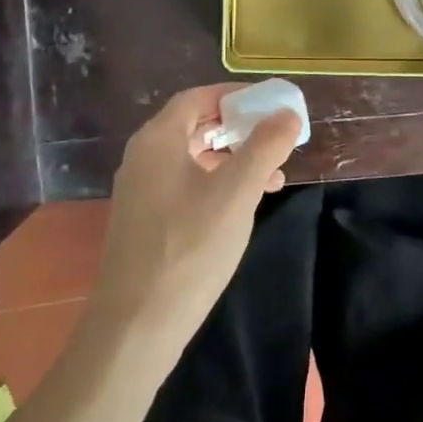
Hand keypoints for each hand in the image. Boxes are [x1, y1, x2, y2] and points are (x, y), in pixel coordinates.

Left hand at [88, 85, 299, 350]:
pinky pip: (185, 185)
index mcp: (158, 140)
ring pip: (193, 158)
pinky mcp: (145, 220)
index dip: (236, 95)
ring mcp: (141, 190)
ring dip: (233, 159)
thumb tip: (287, 114)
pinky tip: (244, 205)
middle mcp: (143, 157)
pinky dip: (217, 183)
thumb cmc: (189, 248)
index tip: (272, 102)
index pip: (198, 97)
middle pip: (195, 125)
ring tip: (274, 176)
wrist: (136, 325)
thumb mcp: (236, 193)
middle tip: (277, 136)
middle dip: (239, 128)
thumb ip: (264, 147)